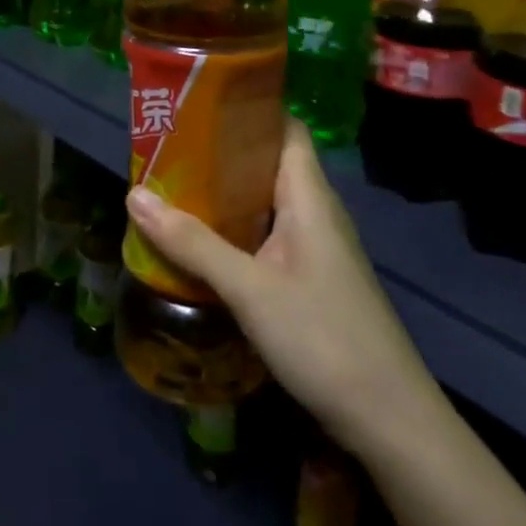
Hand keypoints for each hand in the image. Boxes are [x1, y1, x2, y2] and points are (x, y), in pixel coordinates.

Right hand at [126, 119, 442, 454]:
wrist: (389, 422)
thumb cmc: (323, 338)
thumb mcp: (249, 288)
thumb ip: (192, 243)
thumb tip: (135, 195)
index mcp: (309, 197)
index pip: (285, 129)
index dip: (249, 109)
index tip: (200, 102)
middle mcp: (315, 213)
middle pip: (268, 164)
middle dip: (221, 153)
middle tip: (170, 147)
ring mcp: (316, 249)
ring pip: (265, 203)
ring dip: (224, 194)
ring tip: (174, 187)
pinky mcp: (311, 280)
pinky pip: (267, 236)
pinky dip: (235, 229)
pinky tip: (202, 242)